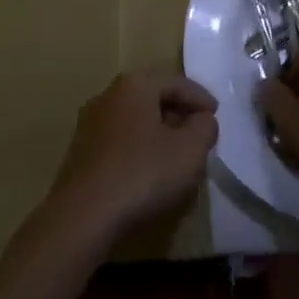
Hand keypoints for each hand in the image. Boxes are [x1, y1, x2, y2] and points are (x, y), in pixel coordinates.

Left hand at [44, 70, 218, 243]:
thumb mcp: (189, 151)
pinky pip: (120, 139)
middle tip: (199, 132)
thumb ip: (204, 128)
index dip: (201, 98)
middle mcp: (109, 94)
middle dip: (179, 113)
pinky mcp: (81, 150)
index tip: (217, 115)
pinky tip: (149, 169)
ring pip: (135, 119)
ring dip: (158, 131)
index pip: (176, 82)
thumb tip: (203, 120)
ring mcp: (91, 122)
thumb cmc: (142, 173)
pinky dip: (139, 147)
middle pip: (153, 97)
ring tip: (177, 153)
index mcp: (135, 85)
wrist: (83, 215)